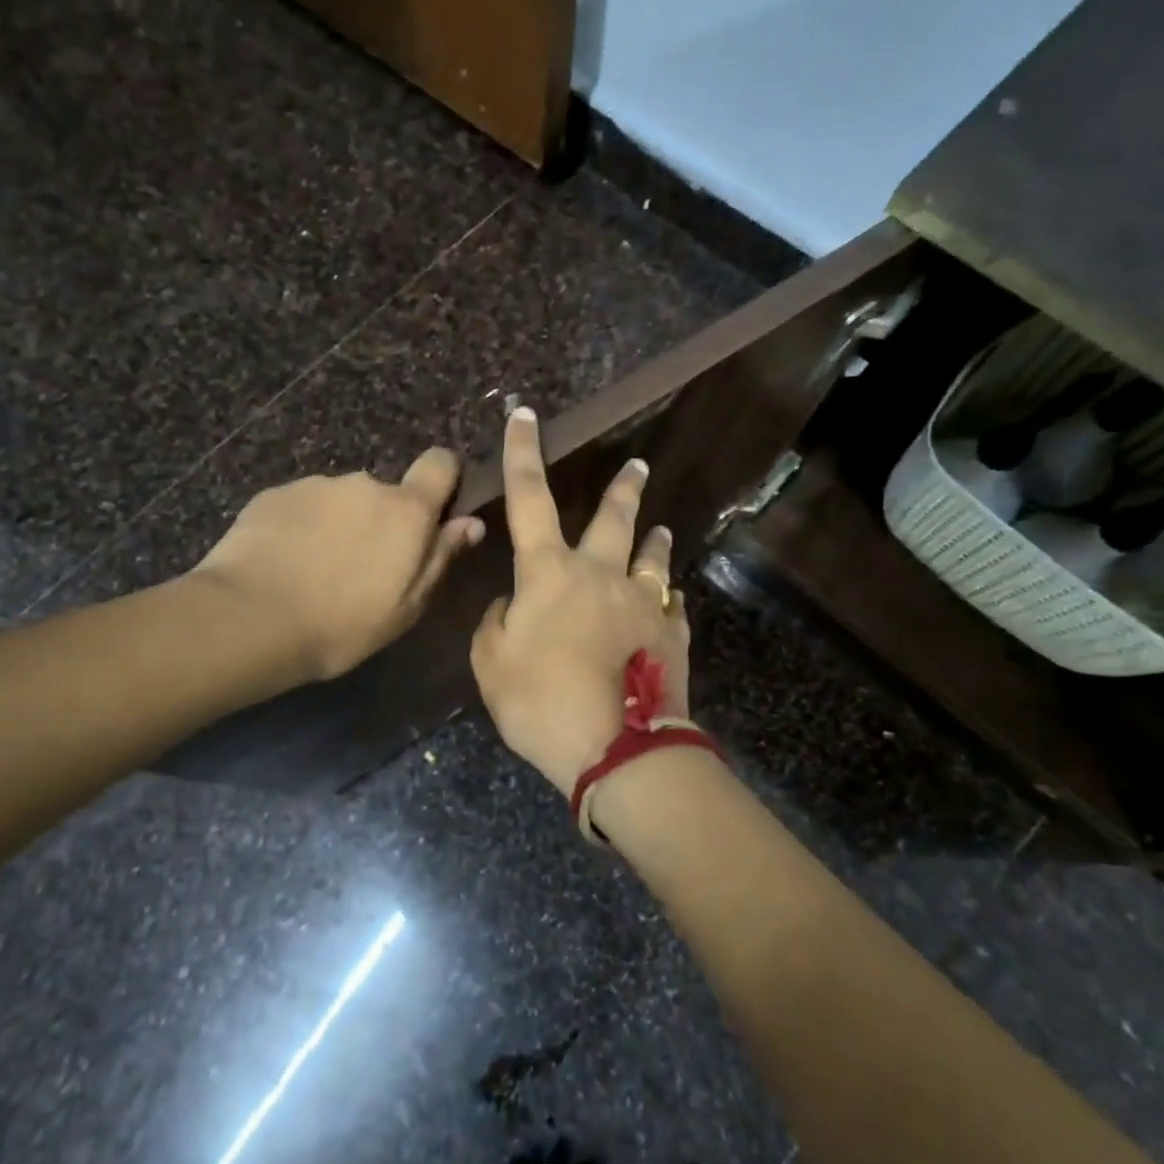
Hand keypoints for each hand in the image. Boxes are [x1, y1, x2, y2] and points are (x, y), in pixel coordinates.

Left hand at [194, 447, 482, 680]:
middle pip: (385, 493)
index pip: (440, 463)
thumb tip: (470, 523)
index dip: (443, 479)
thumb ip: (440, 558)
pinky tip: (284, 563)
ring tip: (316, 570)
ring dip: (338, 524)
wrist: (251, 619)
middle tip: (362, 567)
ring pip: (341, 501)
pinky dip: (300, 527)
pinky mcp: (274, 494)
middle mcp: (364, 484)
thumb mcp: (406, 606)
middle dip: (381, 520)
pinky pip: (302, 507)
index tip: (434, 510)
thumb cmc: (342, 624)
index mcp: (406, 510)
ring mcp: (315, 485)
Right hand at [470, 407, 690, 794]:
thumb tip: (517, 603)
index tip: (524, 416)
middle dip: (623, 487)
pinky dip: (666, 599)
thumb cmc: (540, 703)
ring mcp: (643, 602)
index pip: (529, 499)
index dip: (522, 455)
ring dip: (655, 539)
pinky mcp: (672, 634)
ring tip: (661, 529)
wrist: (616, 747)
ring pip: (652, 557)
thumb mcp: (490, 665)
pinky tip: (669, 602)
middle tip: (638, 464)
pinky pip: (671, 606)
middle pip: (613, 518)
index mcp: (550, 572)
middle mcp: (600, 574)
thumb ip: (497, 623)